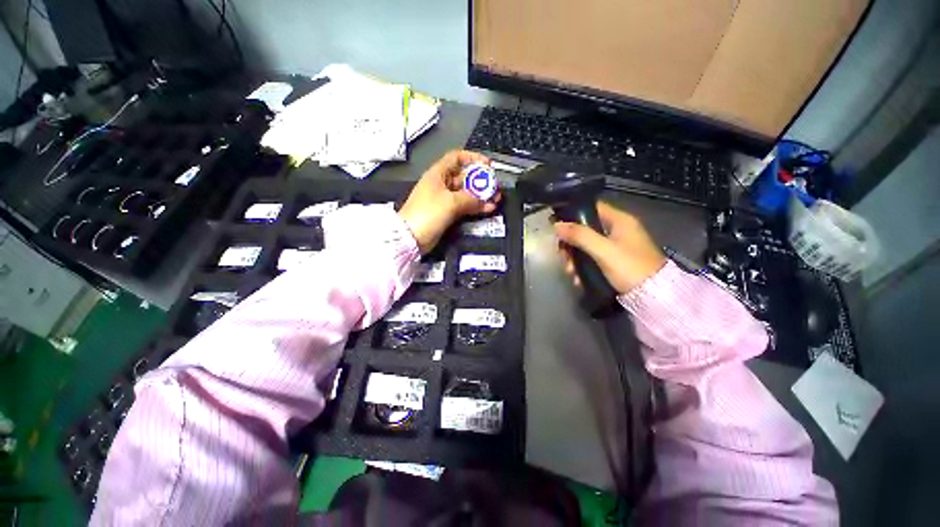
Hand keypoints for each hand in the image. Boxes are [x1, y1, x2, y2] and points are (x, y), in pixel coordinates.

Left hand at [399, 150, 499, 253]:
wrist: (411, 237)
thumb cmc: (427, 213)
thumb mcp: (450, 202)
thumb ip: (470, 199)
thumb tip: (485, 200)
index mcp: (438, 174)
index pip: (457, 158)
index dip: (473, 158)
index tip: (488, 165)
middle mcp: (442, 184)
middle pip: (465, 177)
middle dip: (482, 180)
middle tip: (495, 187)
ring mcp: (445, 200)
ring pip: (467, 193)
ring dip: (481, 195)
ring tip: (495, 199)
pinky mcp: (448, 213)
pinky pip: (465, 206)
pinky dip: (476, 207)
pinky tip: (488, 209)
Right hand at [554, 201, 665, 294]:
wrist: (654, 296)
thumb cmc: (629, 267)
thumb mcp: (603, 250)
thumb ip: (580, 235)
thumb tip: (557, 225)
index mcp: (620, 220)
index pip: (592, 207)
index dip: (573, 214)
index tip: (557, 226)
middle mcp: (618, 230)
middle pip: (586, 230)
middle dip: (571, 244)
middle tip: (563, 256)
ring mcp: (617, 247)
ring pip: (587, 246)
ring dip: (575, 258)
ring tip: (570, 272)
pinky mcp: (615, 261)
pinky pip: (593, 258)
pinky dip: (584, 267)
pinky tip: (578, 279)